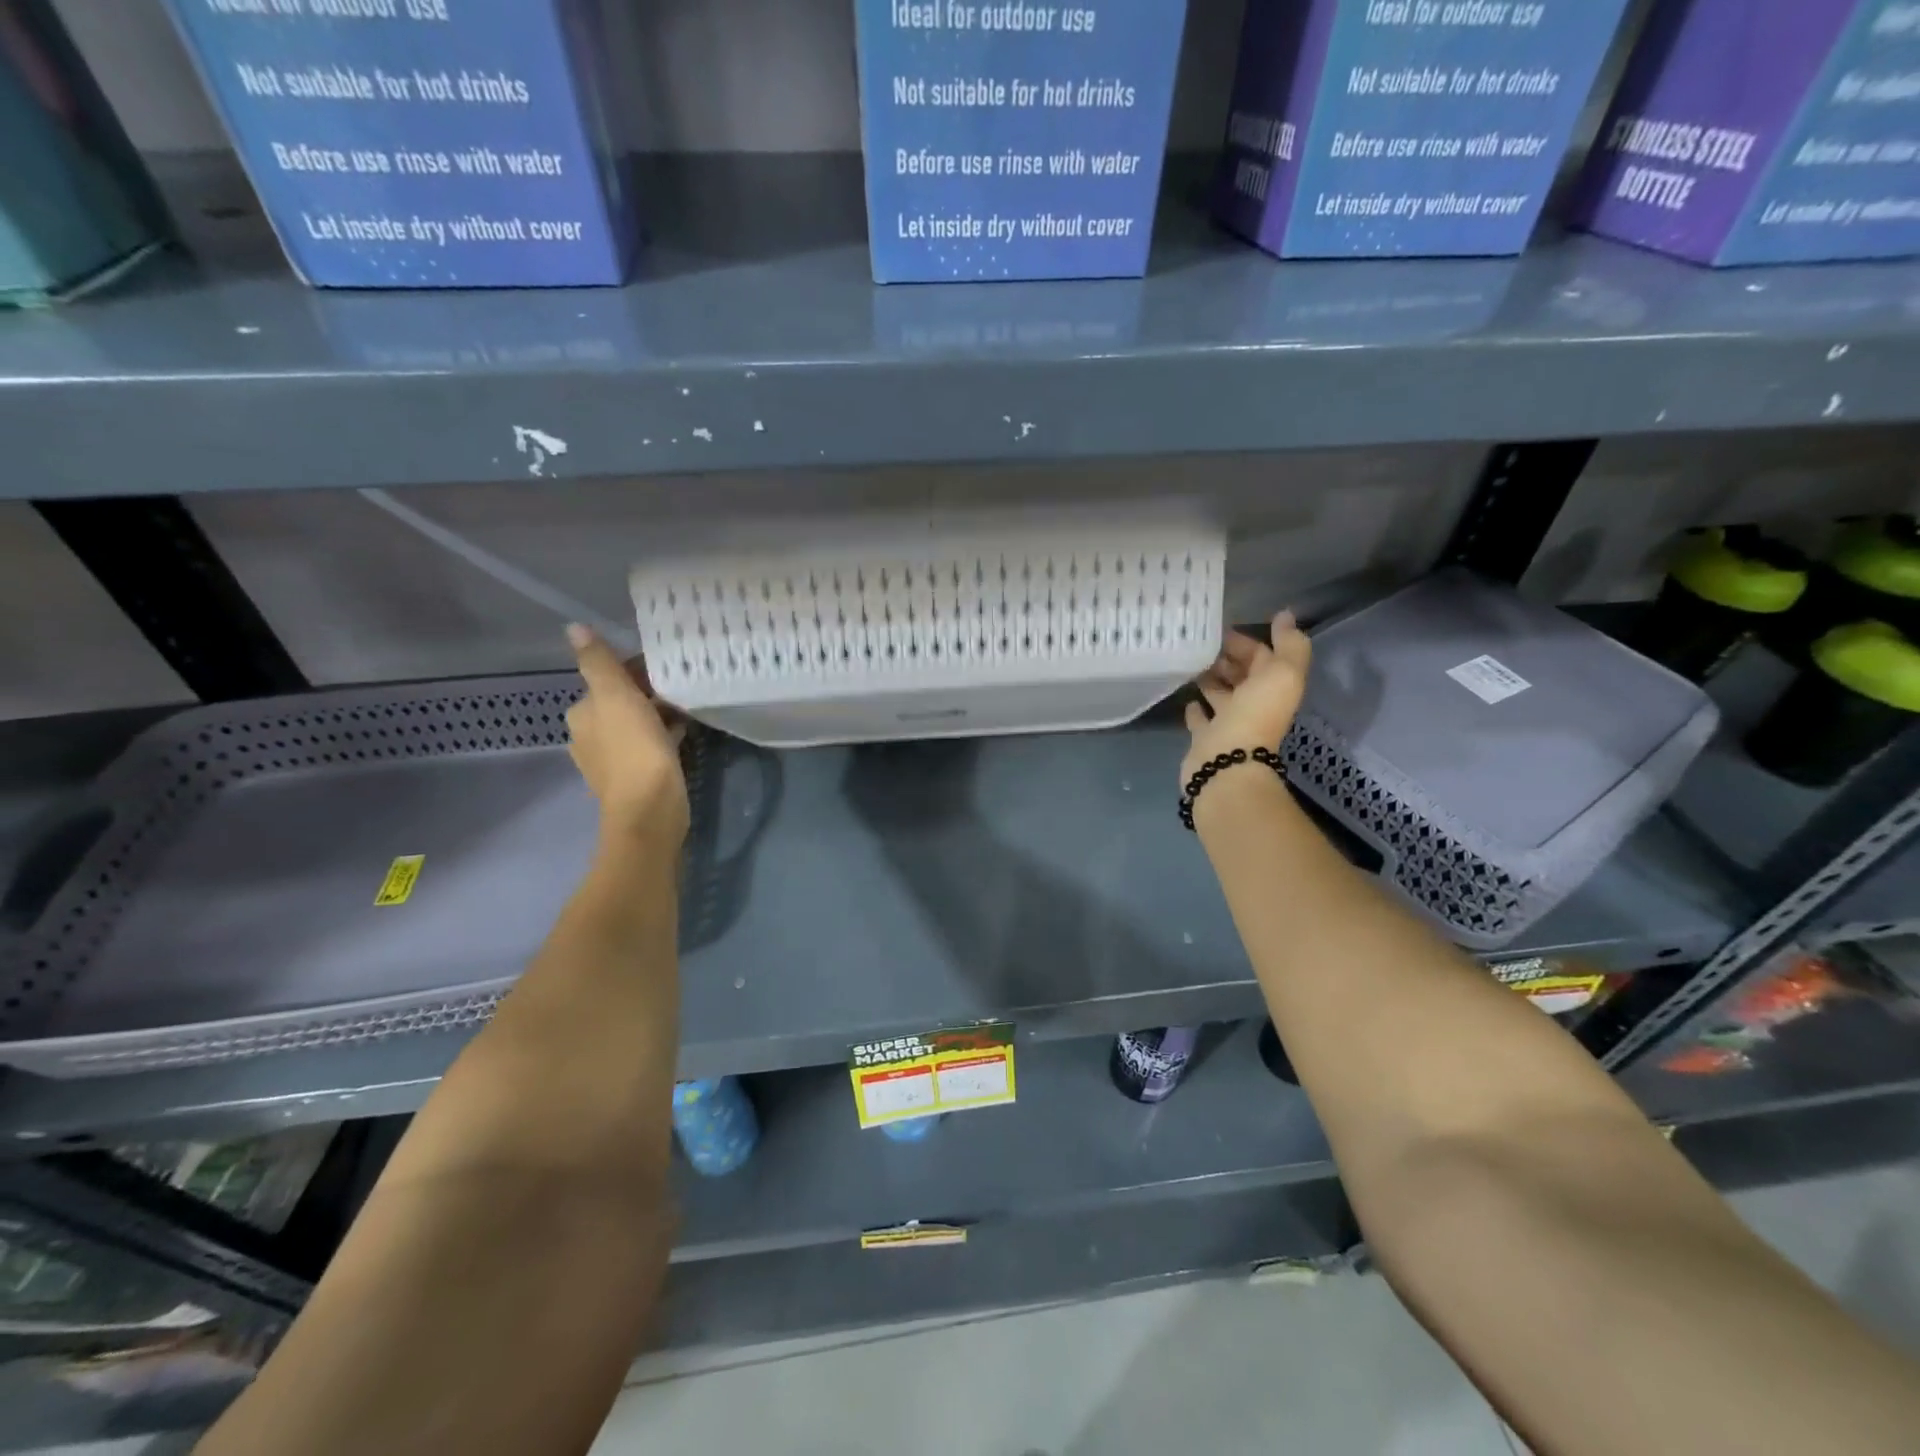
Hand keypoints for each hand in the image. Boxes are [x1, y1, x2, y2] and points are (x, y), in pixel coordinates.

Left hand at [565, 625, 688, 849]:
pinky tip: (684, 734)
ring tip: (688, 707)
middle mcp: (589, 736)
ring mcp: (611, 760)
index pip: (608, 680)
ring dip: (658, 715)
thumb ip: (597, 662)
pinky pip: (649, 746)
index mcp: (582, 713)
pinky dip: (664, 737)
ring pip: (636, 725)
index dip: (637, 671)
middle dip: (648, 693)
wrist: (649, 809)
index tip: (668, 668)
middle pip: (621, 702)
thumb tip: (573, 628)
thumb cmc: (634, 748)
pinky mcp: (634, 779)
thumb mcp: (616, 696)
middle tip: (683, 686)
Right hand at [1180, 610, 1312, 787]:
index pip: (1263, 657)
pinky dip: (1196, 708)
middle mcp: (1253, 705)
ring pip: (1220, 695)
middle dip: (1227, 659)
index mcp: (1274, 688)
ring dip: (1211, 679)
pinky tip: (1187, 698)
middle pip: (1242, 676)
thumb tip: (1285, 615)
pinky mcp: (1205, 739)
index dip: (1247, 641)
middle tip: (1202, 643)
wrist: (1227, 763)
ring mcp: (1229, 723)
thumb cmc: (1255, 715)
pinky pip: (1201, 720)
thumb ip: (1289, 644)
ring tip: (1192, 663)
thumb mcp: (1283, 673)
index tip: (1220, 628)